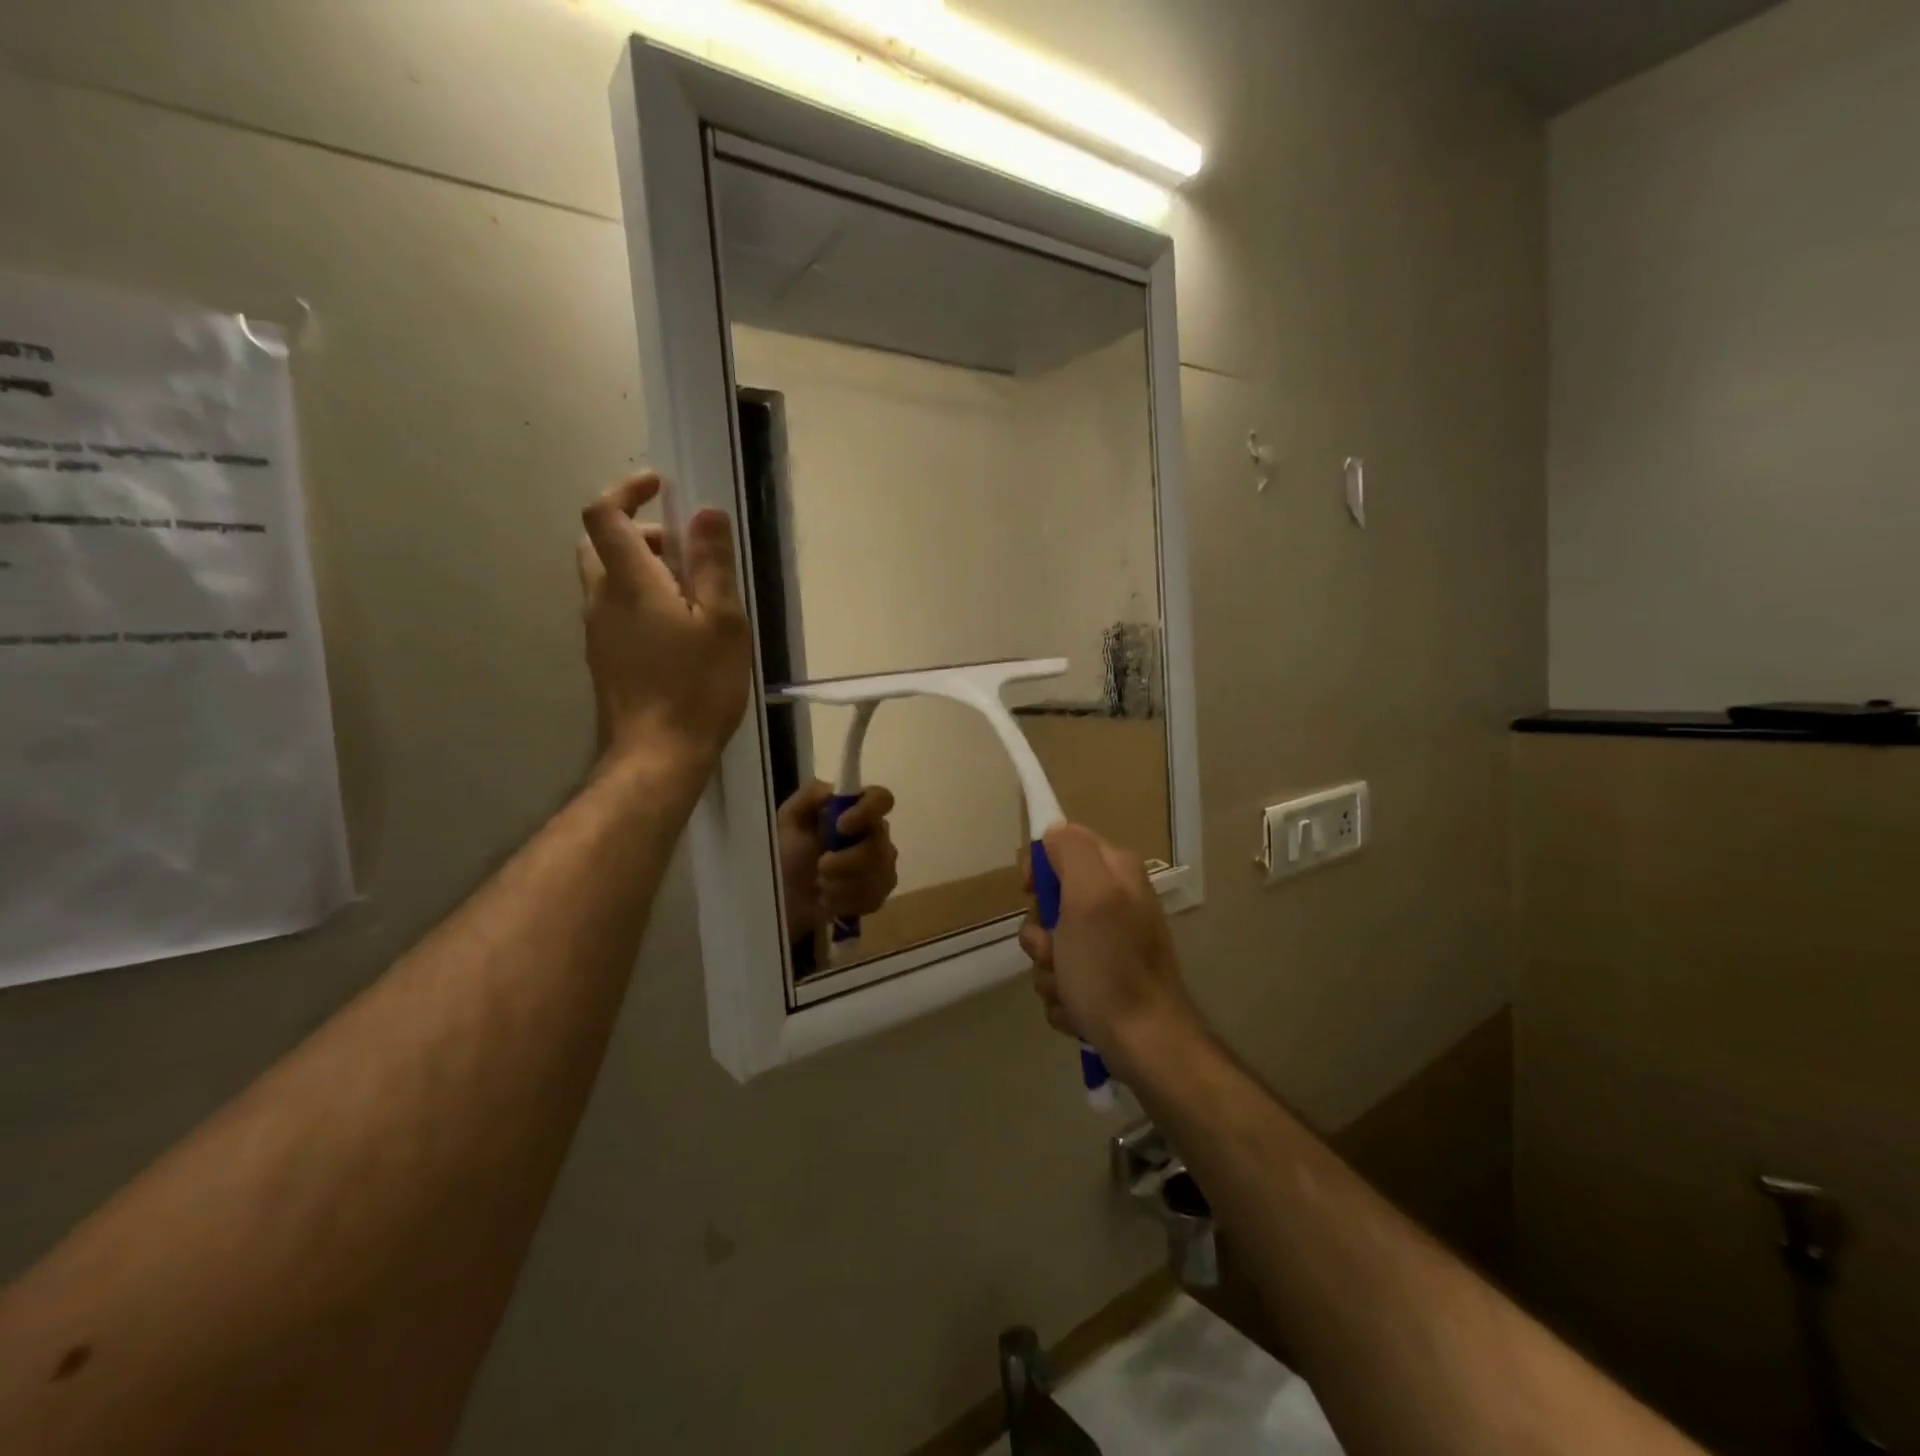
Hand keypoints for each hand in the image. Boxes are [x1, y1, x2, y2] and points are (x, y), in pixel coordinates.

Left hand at [577, 474, 750, 778]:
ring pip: (605, 578)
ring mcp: (597, 632)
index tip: (659, 486)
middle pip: (598, 544)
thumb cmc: (697, 686)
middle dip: (635, 530)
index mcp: (629, 582)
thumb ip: (711, 565)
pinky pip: (613, 609)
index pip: (604, 514)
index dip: (626, 490)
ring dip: (639, 566)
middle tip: (679, 545)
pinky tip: (677, 628)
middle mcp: (601, 599)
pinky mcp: (604, 658)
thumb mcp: (722, 622)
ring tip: (690, 590)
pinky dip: (638, 597)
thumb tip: (705, 512)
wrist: (657, 754)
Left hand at [776, 782, 898, 939]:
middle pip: (879, 845)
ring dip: (841, 884)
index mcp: (856, 810)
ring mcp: (882, 864)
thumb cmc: (787, 855)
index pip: (882, 799)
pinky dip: (845, 901)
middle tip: (820, 868)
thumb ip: (809, 796)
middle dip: (846, 861)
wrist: (786, 900)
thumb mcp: (790, 820)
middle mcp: (876, 833)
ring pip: (877, 874)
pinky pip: (874, 896)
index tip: (841, 826)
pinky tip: (830, 900)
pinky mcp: (880, 892)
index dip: (867, 811)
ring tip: (820, 886)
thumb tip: (832, 790)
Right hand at [1019, 823, 1201, 1076]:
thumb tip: (1053, 835)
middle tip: (1056, 952)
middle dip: (1042, 933)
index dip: (1040, 868)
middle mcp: (1116, 901)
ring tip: (1068, 990)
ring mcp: (1111, 943)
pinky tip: (1076, 1009)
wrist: (1144, 1044)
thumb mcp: (1089, 895)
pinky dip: (1062, 995)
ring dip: (1048, 970)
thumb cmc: (1110, 967)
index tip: (1031, 893)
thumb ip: (1072, 851)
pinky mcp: (1105, 979)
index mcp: (1117, 872)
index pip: (1062, 843)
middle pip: (1051, 899)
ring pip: (1051, 943)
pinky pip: (1062, 976)